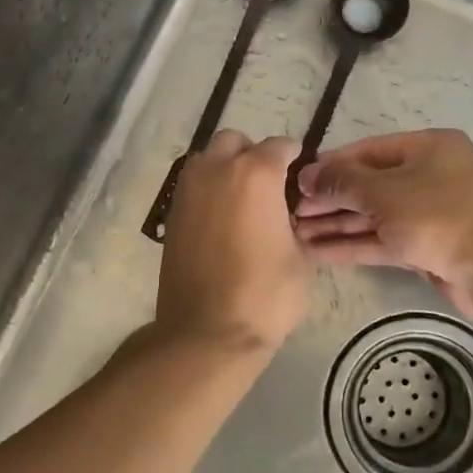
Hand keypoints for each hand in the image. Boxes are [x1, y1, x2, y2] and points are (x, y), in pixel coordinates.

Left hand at [157, 130, 310, 355]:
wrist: (207, 331)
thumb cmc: (265, 295)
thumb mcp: (300, 259)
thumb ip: (294, 224)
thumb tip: (285, 218)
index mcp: (256, 174)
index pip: (279, 146)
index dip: (294, 157)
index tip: (300, 172)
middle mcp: (217, 170)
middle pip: (234, 141)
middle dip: (252, 154)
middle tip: (268, 183)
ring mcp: (188, 190)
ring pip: (206, 159)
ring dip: (224, 167)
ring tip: (241, 199)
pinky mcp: (171, 214)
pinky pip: (192, 186)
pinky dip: (207, 191)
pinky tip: (221, 219)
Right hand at [294, 129, 472, 318]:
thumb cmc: (438, 215)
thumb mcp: (383, 192)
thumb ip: (342, 182)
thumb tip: (307, 175)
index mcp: (428, 148)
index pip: (368, 151)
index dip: (331, 166)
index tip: (298, 181)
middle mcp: (429, 175)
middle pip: (368, 184)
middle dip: (330, 200)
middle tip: (292, 212)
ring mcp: (428, 213)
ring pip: (373, 215)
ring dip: (337, 224)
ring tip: (297, 234)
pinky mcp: (426, 246)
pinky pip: (383, 239)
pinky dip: (353, 244)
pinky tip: (318, 251)